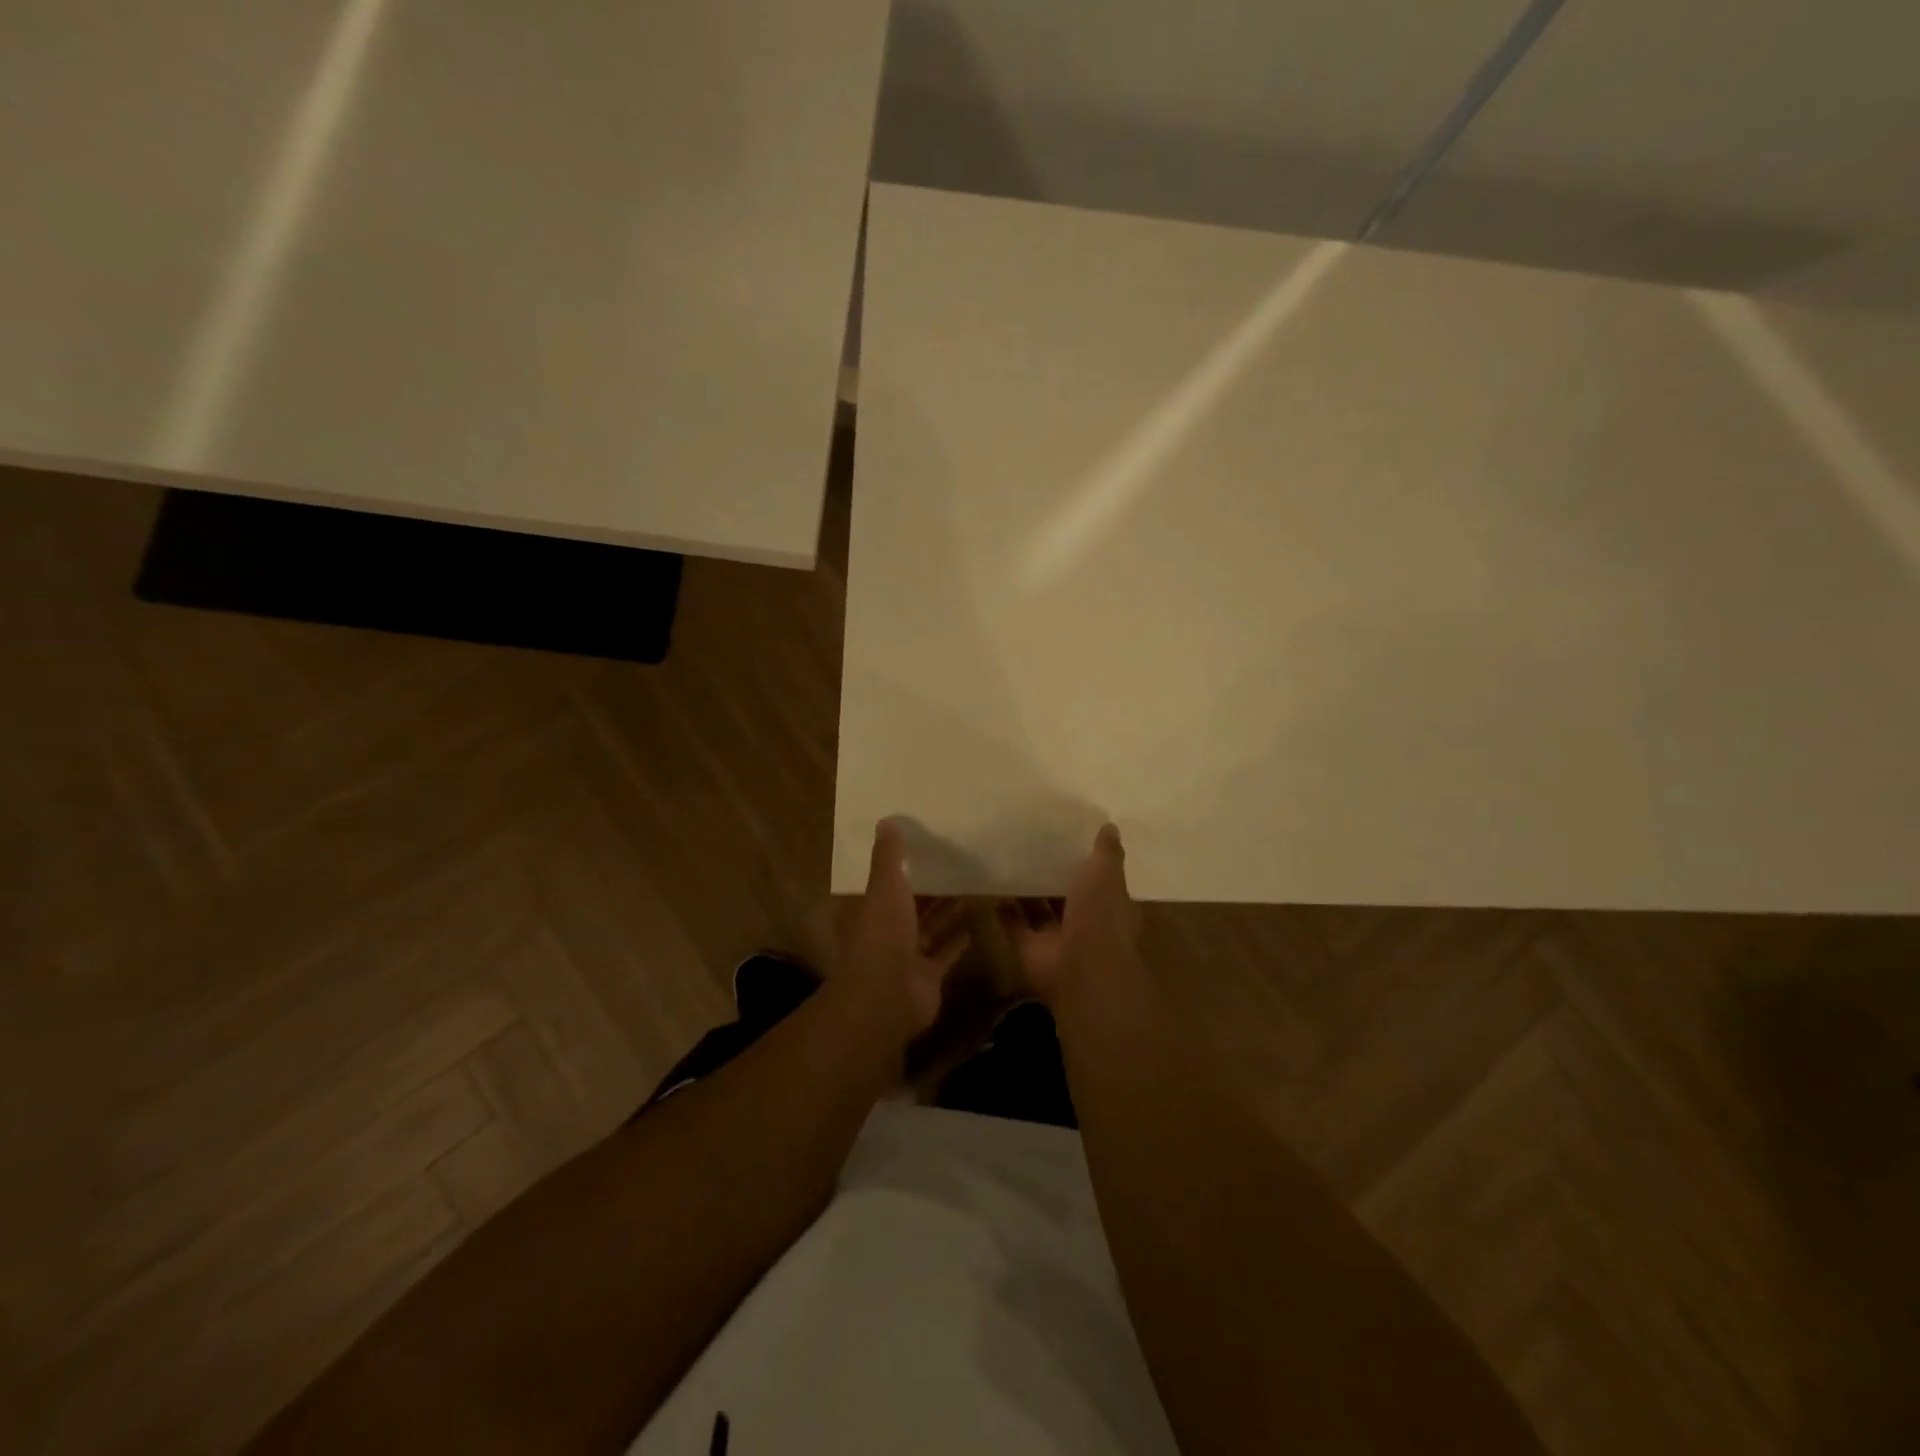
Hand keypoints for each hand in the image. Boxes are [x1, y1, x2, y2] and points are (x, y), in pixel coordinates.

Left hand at [837, 819, 970, 1037]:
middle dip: (930, 887)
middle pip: (911, 904)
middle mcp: (887, 930)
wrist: (888, 996)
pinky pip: (945, 953)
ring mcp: (908, 955)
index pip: (886, 881)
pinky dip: (957, 940)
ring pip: (930, 927)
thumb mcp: (885, 888)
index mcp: (872, 908)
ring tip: (972, 887)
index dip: (902, 864)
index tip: (924, 844)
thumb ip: (888, 857)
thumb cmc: (883, 935)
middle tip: (958, 863)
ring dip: (947, 910)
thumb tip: (885, 820)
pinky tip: (977, 924)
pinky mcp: (928, 975)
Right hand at [998, 823, 1139, 1004]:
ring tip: (1008, 862)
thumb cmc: (1100, 915)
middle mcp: (1085, 922)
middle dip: (1052, 876)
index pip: (1099, 881)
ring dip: (1026, 892)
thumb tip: (1110, 826)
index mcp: (1109, 905)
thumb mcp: (1106, 874)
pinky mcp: (1029, 949)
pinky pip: (1014, 926)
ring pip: (1038, 910)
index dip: (1088, 864)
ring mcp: (1056, 938)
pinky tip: (992, 888)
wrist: (1081, 968)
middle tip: (1031, 846)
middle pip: (1066, 896)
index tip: (1070, 840)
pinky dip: (1004, 911)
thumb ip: (1107, 853)